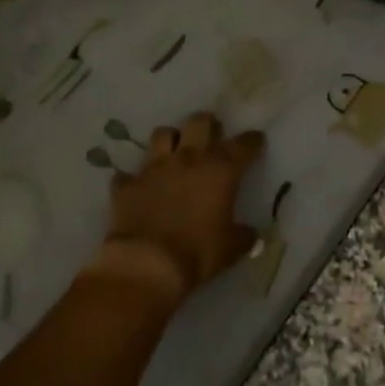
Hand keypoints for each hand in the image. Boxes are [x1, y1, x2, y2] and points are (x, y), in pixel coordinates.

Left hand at [85, 112, 264, 306]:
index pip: (243, 144)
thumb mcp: (230, 248)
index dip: (252, 141)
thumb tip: (251, 234)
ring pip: (162, 134)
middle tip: (211, 136)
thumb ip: (243, 236)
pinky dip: (134, 179)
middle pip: (199, 122)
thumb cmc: (197, 253)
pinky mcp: (128, 184)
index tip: (256, 141)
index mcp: (220, 170)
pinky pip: (129, 174)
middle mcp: (188, 159)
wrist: (147, 263)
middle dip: (208, 125)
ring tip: (174, 151)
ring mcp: (155, 168)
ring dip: (170, 140)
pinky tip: (138, 188)